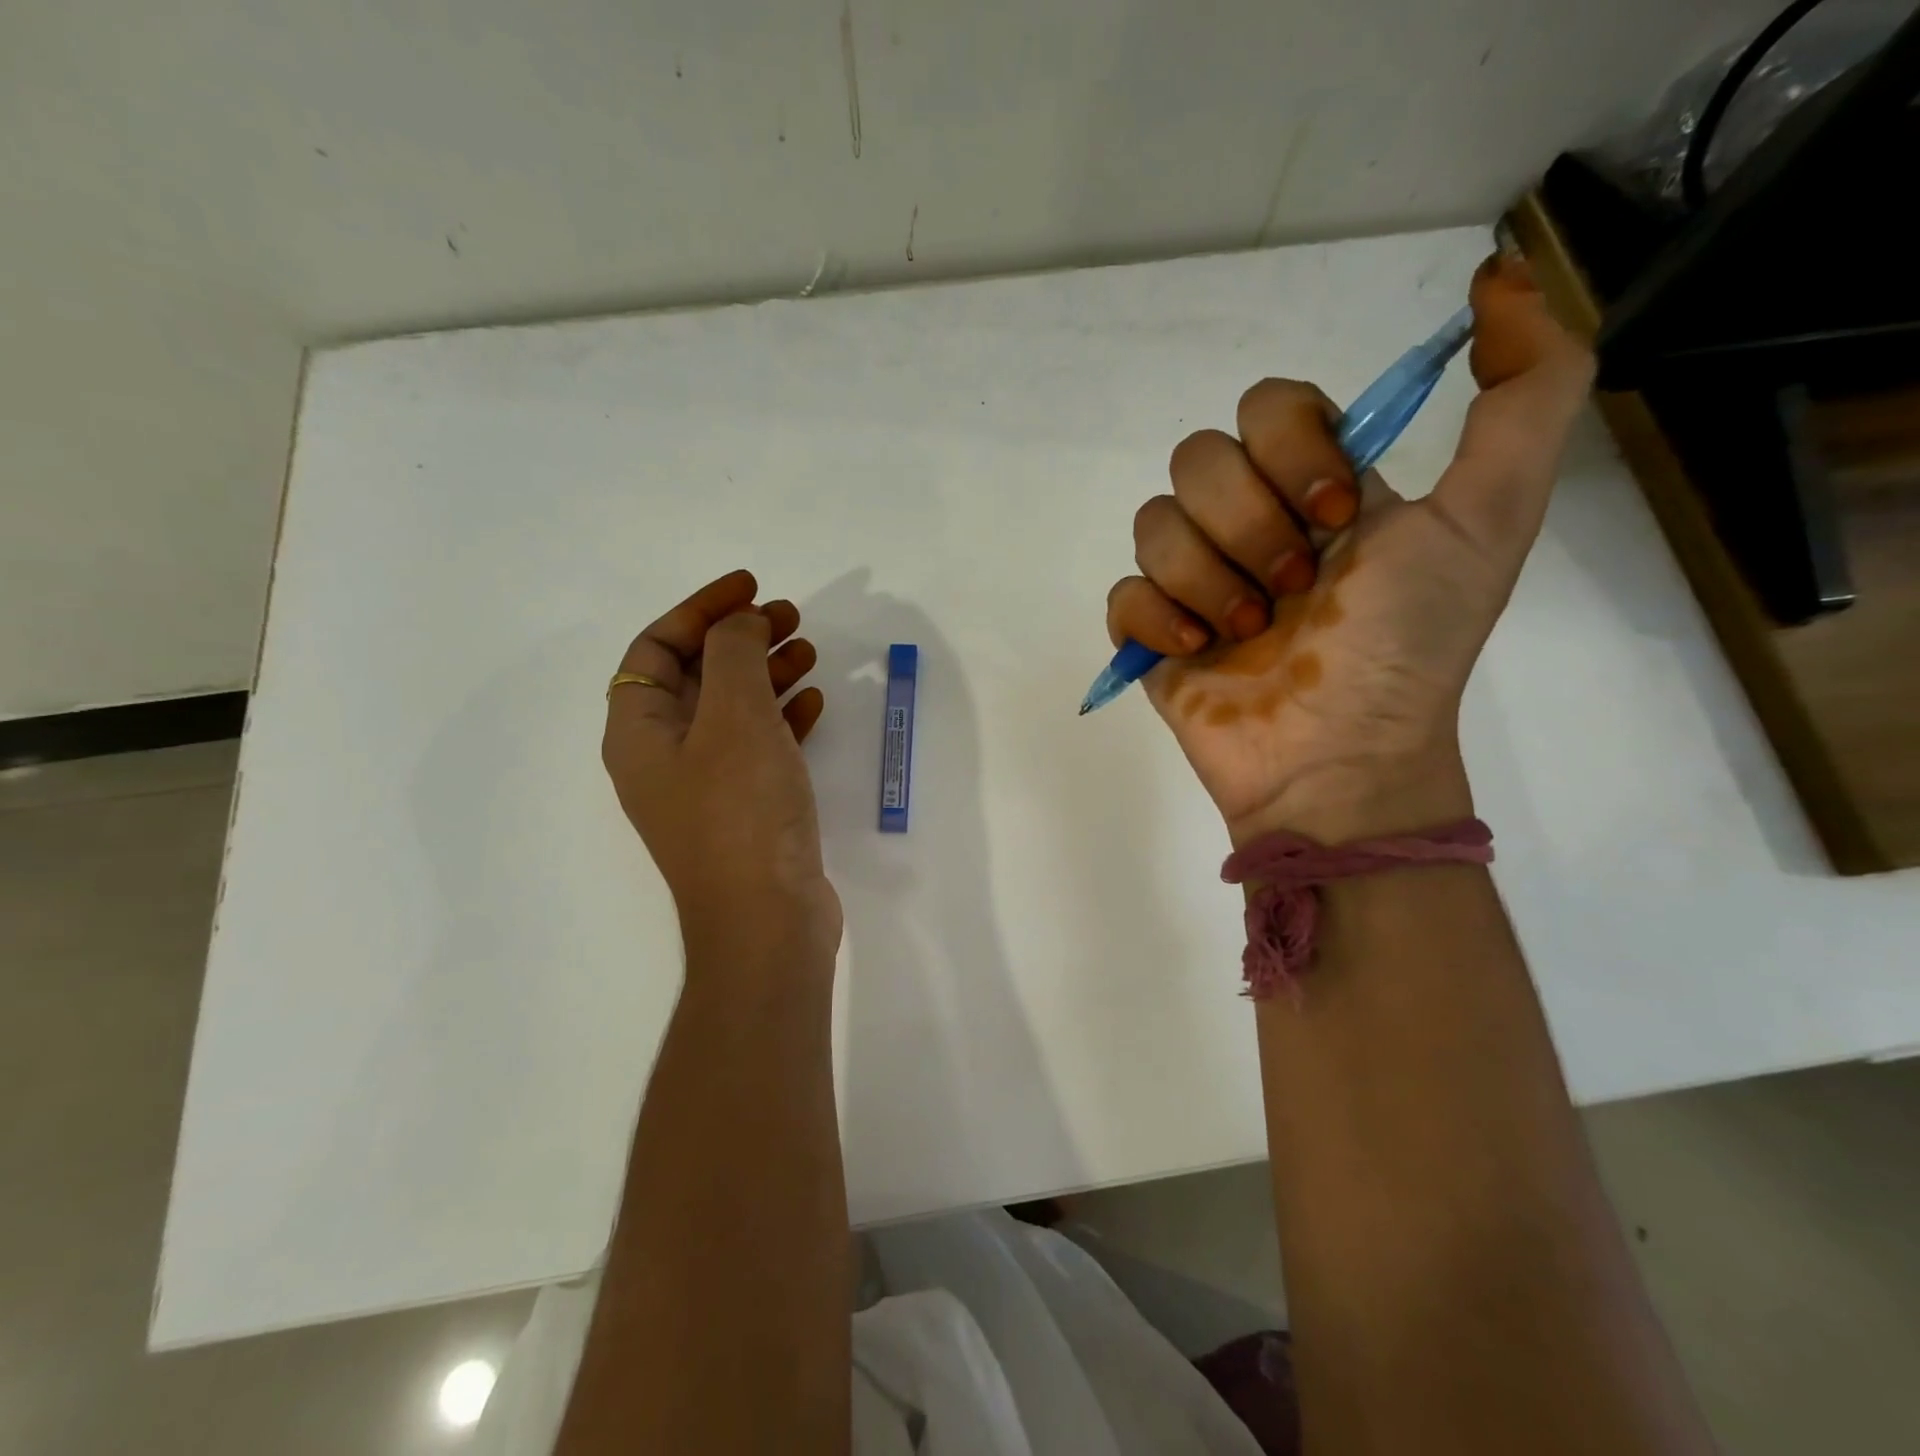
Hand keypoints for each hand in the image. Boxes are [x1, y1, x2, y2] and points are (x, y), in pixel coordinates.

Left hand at [602, 569, 840, 968]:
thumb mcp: (735, 717)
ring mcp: (706, 786)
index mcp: (640, 731)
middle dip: (742, 639)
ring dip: (768, 674)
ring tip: (811, 652)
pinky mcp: (745, 809)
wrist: (767, 921)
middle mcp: (665, 756)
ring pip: (734, 709)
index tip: (750, 588)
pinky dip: (784, 718)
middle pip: (698, 675)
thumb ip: (735, 655)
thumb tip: (741, 623)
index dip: (701, 609)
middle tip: (791, 616)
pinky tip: (816, 704)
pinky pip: (760, 746)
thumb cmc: (741, 812)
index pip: (658, 648)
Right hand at [1106, 255, 1594, 843]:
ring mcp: (1195, 581)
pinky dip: (1158, 620)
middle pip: (1196, 458)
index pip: (1267, 404)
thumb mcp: (1491, 516)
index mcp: (1316, 487)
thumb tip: (1501, 279)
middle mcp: (1250, 522)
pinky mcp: (1151, 634)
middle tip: (1294, 589)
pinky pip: (1123, 593)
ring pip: (1153, 523)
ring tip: (1249, 635)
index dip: (1290, 447)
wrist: (1339, 759)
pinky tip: (1198, 653)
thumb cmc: (1407, 645)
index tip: (1337, 516)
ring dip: (1208, 580)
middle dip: (1248, 524)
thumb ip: (1529, 393)